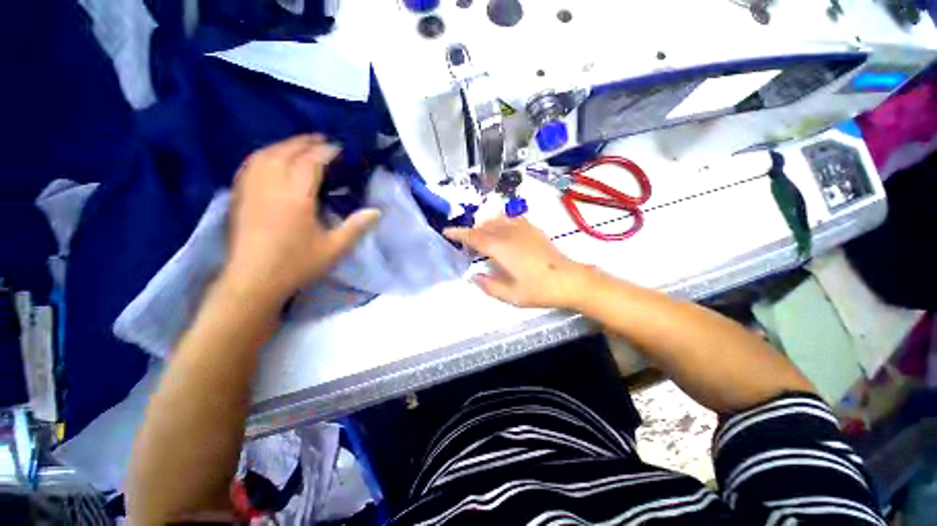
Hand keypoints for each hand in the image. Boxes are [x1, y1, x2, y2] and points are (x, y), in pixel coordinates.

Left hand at [222, 135, 380, 303]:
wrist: (253, 281)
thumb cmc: (297, 265)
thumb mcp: (335, 248)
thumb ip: (356, 227)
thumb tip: (377, 211)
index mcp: (296, 197)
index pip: (311, 162)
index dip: (326, 152)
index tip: (339, 149)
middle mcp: (271, 186)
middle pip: (286, 152)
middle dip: (305, 142)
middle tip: (322, 140)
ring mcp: (251, 189)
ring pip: (266, 155)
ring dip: (284, 145)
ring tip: (299, 145)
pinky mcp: (239, 197)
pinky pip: (250, 165)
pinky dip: (264, 155)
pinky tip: (271, 159)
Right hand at [444, 216, 592, 308]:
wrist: (570, 280)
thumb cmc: (540, 290)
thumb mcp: (511, 296)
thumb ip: (489, 286)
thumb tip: (474, 276)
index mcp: (501, 249)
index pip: (474, 237)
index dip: (459, 233)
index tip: (446, 231)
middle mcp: (509, 234)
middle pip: (484, 226)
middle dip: (471, 232)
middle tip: (467, 246)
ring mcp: (523, 229)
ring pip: (496, 220)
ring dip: (485, 226)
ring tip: (483, 239)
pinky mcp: (533, 229)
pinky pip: (511, 219)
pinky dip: (501, 222)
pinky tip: (502, 232)